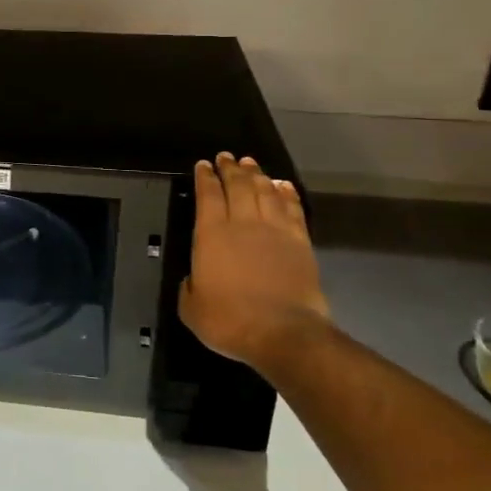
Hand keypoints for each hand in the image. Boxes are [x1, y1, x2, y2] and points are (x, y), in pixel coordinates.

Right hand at [179, 154, 328, 371]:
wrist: (283, 333)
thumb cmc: (229, 321)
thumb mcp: (191, 308)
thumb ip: (189, 287)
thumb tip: (194, 279)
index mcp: (211, 235)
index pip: (208, 195)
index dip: (205, 177)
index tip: (203, 165)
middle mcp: (242, 224)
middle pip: (237, 186)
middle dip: (230, 169)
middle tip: (226, 157)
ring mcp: (275, 231)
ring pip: (265, 192)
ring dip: (256, 175)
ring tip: (250, 164)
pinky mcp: (300, 242)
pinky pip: (292, 209)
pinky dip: (286, 194)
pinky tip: (282, 185)